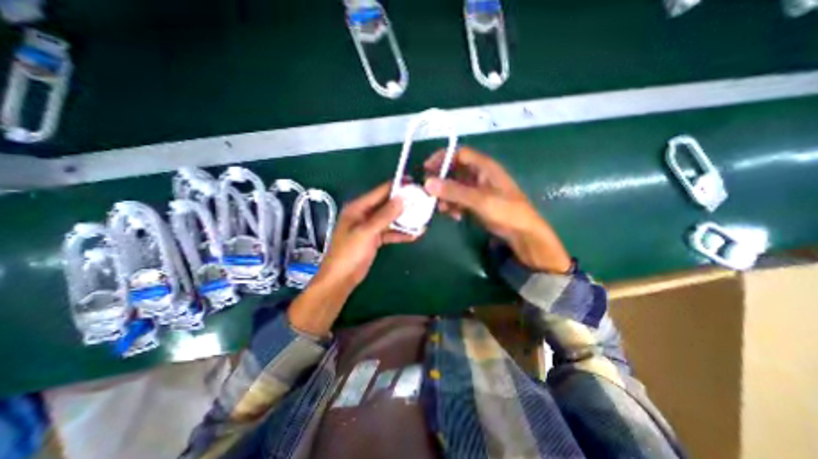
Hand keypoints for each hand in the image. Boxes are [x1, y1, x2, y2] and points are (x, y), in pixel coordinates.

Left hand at [287, 183, 415, 337]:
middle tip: (422, 200)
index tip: (414, 183)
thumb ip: (385, 215)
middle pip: (387, 204)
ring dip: (404, 219)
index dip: (397, 186)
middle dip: (404, 203)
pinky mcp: (375, 238)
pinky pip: (390, 232)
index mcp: (358, 207)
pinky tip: (415, 235)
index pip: (380, 192)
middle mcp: (364, 214)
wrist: (341, 279)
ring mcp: (370, 227)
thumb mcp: (367, 232)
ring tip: (422, 217)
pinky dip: (401, 233)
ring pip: (390, 219)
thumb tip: (402, 198)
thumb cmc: (349, 253)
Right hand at [425, 148, 570, 271]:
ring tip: (442, 209)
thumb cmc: (505, 211)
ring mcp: (477, 190)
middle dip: (441, 181)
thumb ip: (454, 191)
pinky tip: (455, 216)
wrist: (521, 233)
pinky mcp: (476, 202)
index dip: (442, 158)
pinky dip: (453, 206)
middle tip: (428, 192)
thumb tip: (427, 183)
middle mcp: (479, 175)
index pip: (459, 154)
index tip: (426, 168)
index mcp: (484, 167)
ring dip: (446, 197)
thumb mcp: (479, 200)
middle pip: (454, 171)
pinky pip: (459, 199)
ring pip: (455, 187)